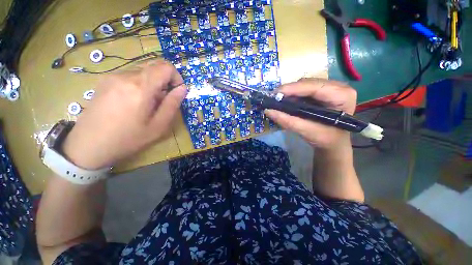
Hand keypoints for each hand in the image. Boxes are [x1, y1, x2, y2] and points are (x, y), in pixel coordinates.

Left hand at [62, 60, 186, 169]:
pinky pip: (131, 74)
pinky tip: (135, 101)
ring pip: (143, 70)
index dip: (177, 77)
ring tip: (149, 102)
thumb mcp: (158, 125)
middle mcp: (126, 75)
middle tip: (164, 99)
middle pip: (155, 65)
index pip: (166, 67)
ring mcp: (113, 76)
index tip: (176, 92)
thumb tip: (183, 89)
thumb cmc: (128, 138)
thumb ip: (172, 104)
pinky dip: (141, 83)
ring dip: (153, 83)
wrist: (88, 145)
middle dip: (166, 80)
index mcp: (140, 87)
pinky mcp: (105, 80)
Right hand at [265, 78, 355, 150]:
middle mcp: (338, 87)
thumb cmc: (325, 139)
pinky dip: (293, 95)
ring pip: (305, 84)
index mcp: (342, 95)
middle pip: (308, 83)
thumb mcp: (306, 131)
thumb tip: (268, 110)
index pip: (315, 86)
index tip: (275, 94)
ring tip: (279, 101)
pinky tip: (287, 101)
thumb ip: (288, 121)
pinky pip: (304, 89)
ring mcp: (330, 87)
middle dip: (290, 91)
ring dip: (290, 93)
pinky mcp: (322, 92)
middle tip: (275, 100)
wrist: (333, 143)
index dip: (293, 89)